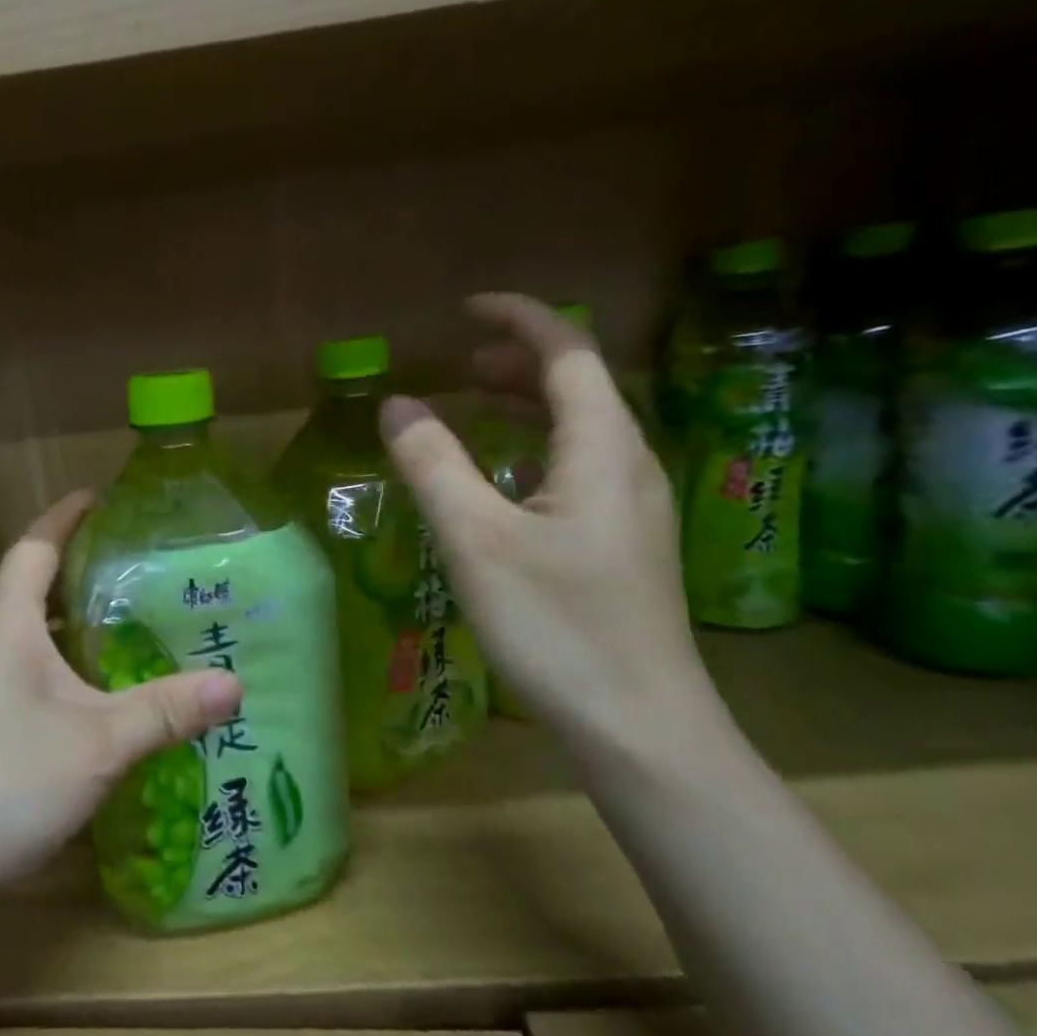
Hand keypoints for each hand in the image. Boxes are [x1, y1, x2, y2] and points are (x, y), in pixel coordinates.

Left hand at [0, 492, 243, 905]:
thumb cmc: (3, 781)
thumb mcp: (99, 744)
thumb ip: (166, 710)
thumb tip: (234, 684)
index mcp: (4, 623)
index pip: (35, 546)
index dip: (65, 516)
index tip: (97, 497)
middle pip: (25, 584)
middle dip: (72, 568)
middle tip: (128, 568)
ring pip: (18, 630)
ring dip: (60, 619)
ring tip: (113, 626)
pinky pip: (10, 665)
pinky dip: (47, 659)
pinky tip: (78, 694)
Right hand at [381, 294, 705, 734]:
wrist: (639, 725)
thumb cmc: (556, 625)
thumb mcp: (476, 540)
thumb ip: (433, 464)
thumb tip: (397, 405)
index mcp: (602, 448)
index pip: (569, 352)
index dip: (520, 319)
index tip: (466, 310)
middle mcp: (627, 464)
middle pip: (579, 385)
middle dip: (518, 361)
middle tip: (458, 364)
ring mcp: (631, 507)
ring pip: (579, 428)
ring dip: (525, 404)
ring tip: (470, 405)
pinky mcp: (621, 543)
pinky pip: (576, 467)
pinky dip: (532, 448)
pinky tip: (499, 480)